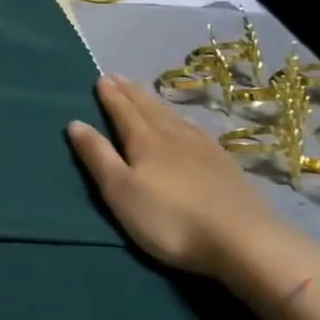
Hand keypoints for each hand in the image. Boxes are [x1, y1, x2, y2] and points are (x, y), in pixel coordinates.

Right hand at [68, 74, 319, 292]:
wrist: (244, 242)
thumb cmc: (170, 219)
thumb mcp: (121, 191)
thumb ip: (98, 156)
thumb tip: (75, 123)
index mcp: (144, 141)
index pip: (122, 111)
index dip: (110, 95)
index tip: (101, 78)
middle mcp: (173, 136)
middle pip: (148, 108)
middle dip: (131, 92)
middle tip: (118, 77)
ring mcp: (203, 149)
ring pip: (173, 117)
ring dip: (155, 102)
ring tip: (145, 93)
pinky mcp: (225, 165)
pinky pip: (196, 130)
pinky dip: (183, 120)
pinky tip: (187, 124)